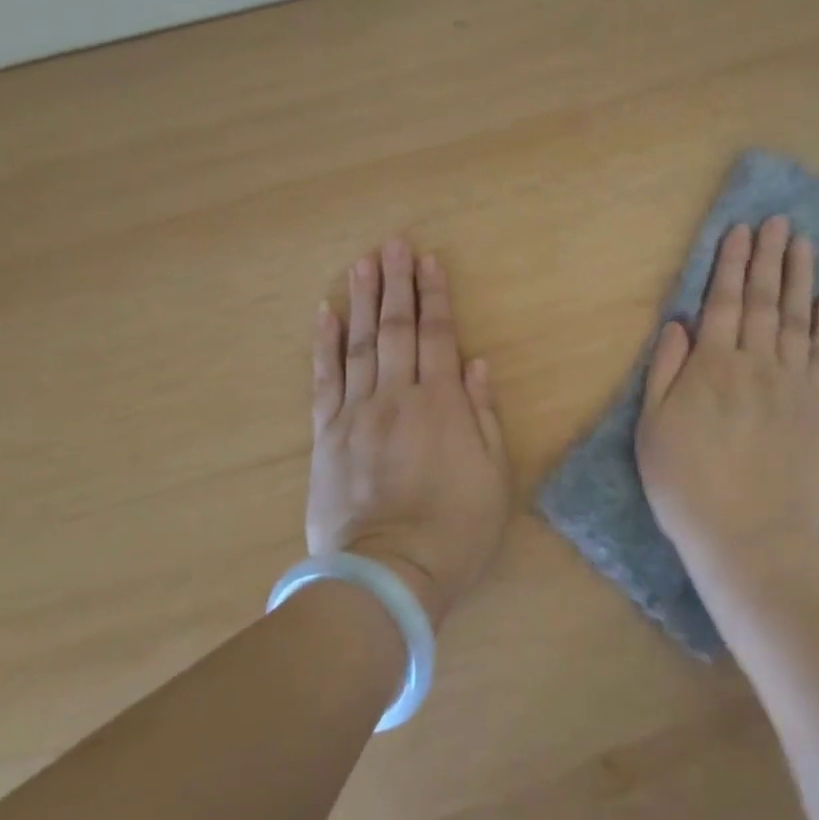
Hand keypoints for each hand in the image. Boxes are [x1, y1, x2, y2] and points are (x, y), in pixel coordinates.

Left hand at [308, 238, 510, 628]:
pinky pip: (325, 381)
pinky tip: (324, 315)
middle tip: (393, 244)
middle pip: (396, 329)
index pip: (438, 336)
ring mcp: (357, 414)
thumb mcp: (493, 475)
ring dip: (361, 301)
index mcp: (442, 404)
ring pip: (359, 345)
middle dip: (397, 284)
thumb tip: (476, 364)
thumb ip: (483, 415)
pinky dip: (324, 346)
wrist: (389, 575)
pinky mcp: (327, 435)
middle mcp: (398, 397)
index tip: (429, 262)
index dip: (434, 297)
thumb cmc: (455, 529)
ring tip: (362, 264)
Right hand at [636, 217, 818, 583]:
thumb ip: (665, 372)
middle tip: (778, 221)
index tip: (740, 231)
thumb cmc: (688, 488)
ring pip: (798, 317)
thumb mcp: (653, 431)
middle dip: (769, 257)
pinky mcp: (818, 406)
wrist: (752, 539)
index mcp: (712, 367)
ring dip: (801, 276)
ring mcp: (793, 384)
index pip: (723, 302)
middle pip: (764, 300)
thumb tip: (679, 323)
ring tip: (804, 242)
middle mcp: (756, 364)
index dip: (731, 264)